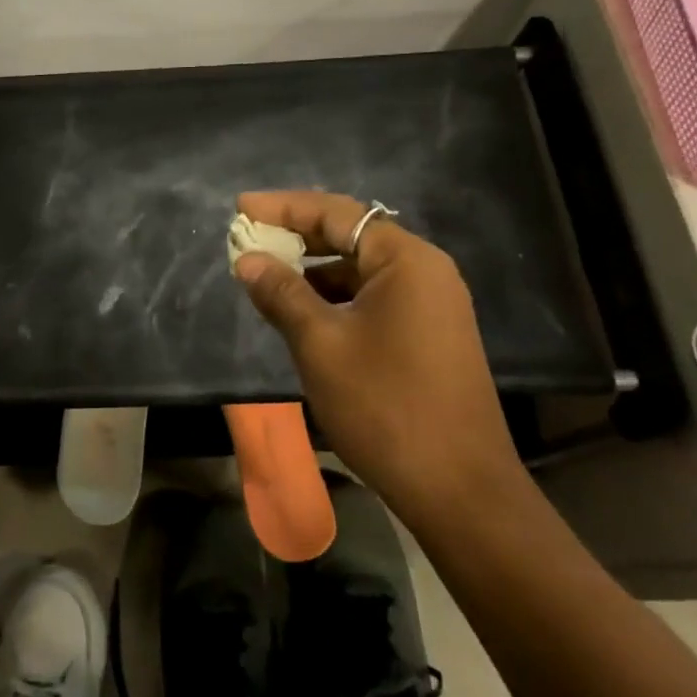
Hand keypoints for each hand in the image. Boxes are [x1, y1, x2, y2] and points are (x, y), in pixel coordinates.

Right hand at [232, 191, 521, 507]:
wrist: (457, 488)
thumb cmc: (384, 406)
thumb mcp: (320, 344)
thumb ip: (282, 294)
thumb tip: (248, 260)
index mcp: (405, 261)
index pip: (336, 214)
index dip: (284, 207)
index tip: (240, 208)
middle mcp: (425, 272)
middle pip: (351, 236)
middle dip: (297, 236)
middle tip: (248, 239)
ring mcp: (431, 305)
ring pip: (361, 271)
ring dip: (313, 271)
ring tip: (266, 278)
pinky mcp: (429, 335)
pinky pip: (373, 299)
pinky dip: (335, 298)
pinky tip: (302, 313)